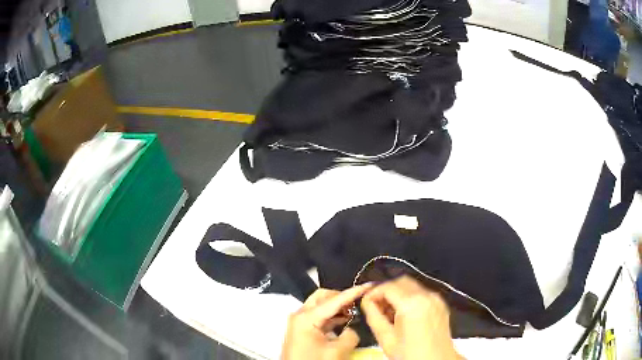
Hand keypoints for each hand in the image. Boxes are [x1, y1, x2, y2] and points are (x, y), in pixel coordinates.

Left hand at [282, 283, 373, 359]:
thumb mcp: (337, 351)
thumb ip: (350, 336)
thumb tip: (352, 329)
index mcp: (306, 317)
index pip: (334, 300)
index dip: (353, 292)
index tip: (369, 285)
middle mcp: (300, 315)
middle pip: (323, 297)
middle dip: (341, 297)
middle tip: (358, 301)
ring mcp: (299, 322)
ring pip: (320, 306)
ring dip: (337, 307)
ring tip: (354, 311)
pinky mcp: (301, 330)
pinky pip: (318, 316)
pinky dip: (331, 316)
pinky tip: (344, 321)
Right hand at [361, 276, 459, 359]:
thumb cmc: (410, 354)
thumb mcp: (386, 338)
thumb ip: (373, 316)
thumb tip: (367, 302)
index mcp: (412, 304)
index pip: (387, 286)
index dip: (373, 292)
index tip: (366, 302)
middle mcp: (426, 296)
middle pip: (400, 281)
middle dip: (385, 290)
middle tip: (376, 306)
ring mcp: (436, 298)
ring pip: (411, 285)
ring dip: (397, 293)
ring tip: (389, 312)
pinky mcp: (440, 303)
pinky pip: (421, 292)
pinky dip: (409, 297)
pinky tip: (403, 313)